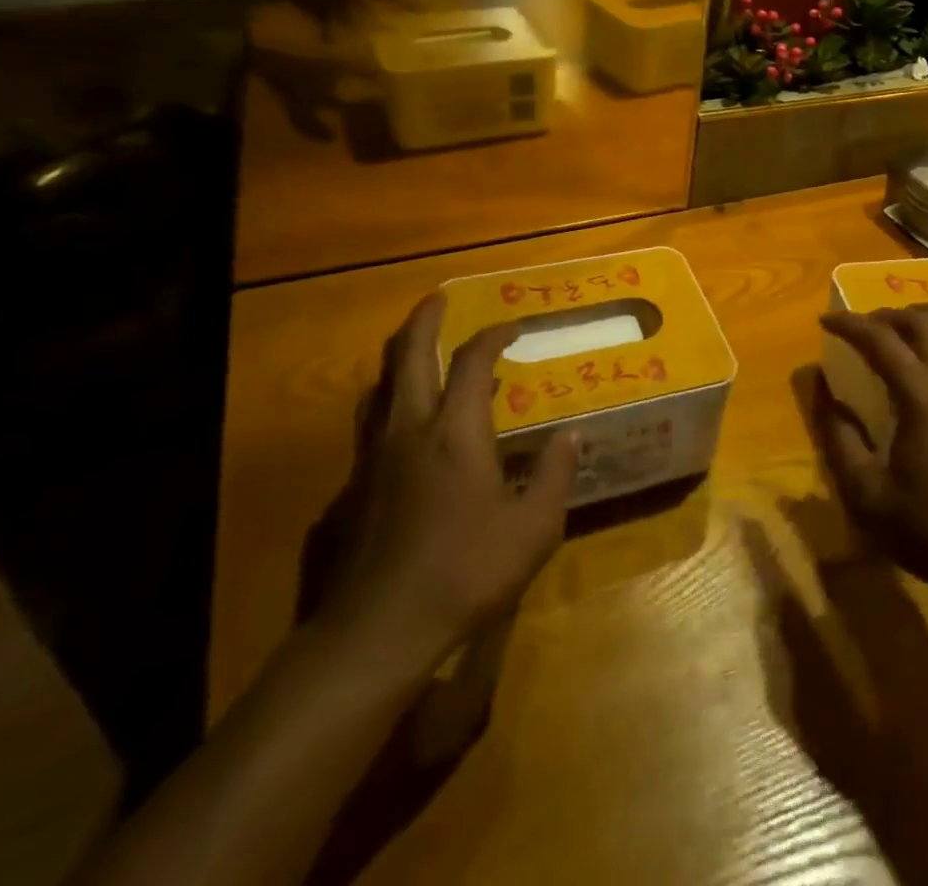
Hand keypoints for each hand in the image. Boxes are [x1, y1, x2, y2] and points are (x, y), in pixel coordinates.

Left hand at [317, 296, 576, 681]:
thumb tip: (571, 436)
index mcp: (456, 432)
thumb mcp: (533, 528)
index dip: (492, 335)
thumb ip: (554, 475)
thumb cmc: (465, 572)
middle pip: (410, 355)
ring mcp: (376, 456)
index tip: (512, 327)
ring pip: (382, 386)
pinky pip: (371, 421)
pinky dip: (389, 399)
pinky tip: (404, 421)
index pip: (471, 362)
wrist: (379, 629)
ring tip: (419, 349)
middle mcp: (411, 430)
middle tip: (438, 298)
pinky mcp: (356, 485)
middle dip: (424, 320)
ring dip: (401, 357)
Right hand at [813, 309, 927, 601]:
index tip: (824, 319)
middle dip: (886, 317)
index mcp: (922, 395)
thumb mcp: (866, 493)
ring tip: (883, 347)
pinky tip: (916, 381)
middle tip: (857, 326)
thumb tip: (823, 390)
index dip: (850, 324)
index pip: (881, 340)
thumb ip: (838, 436)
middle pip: (922, 325)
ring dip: (911, 333)